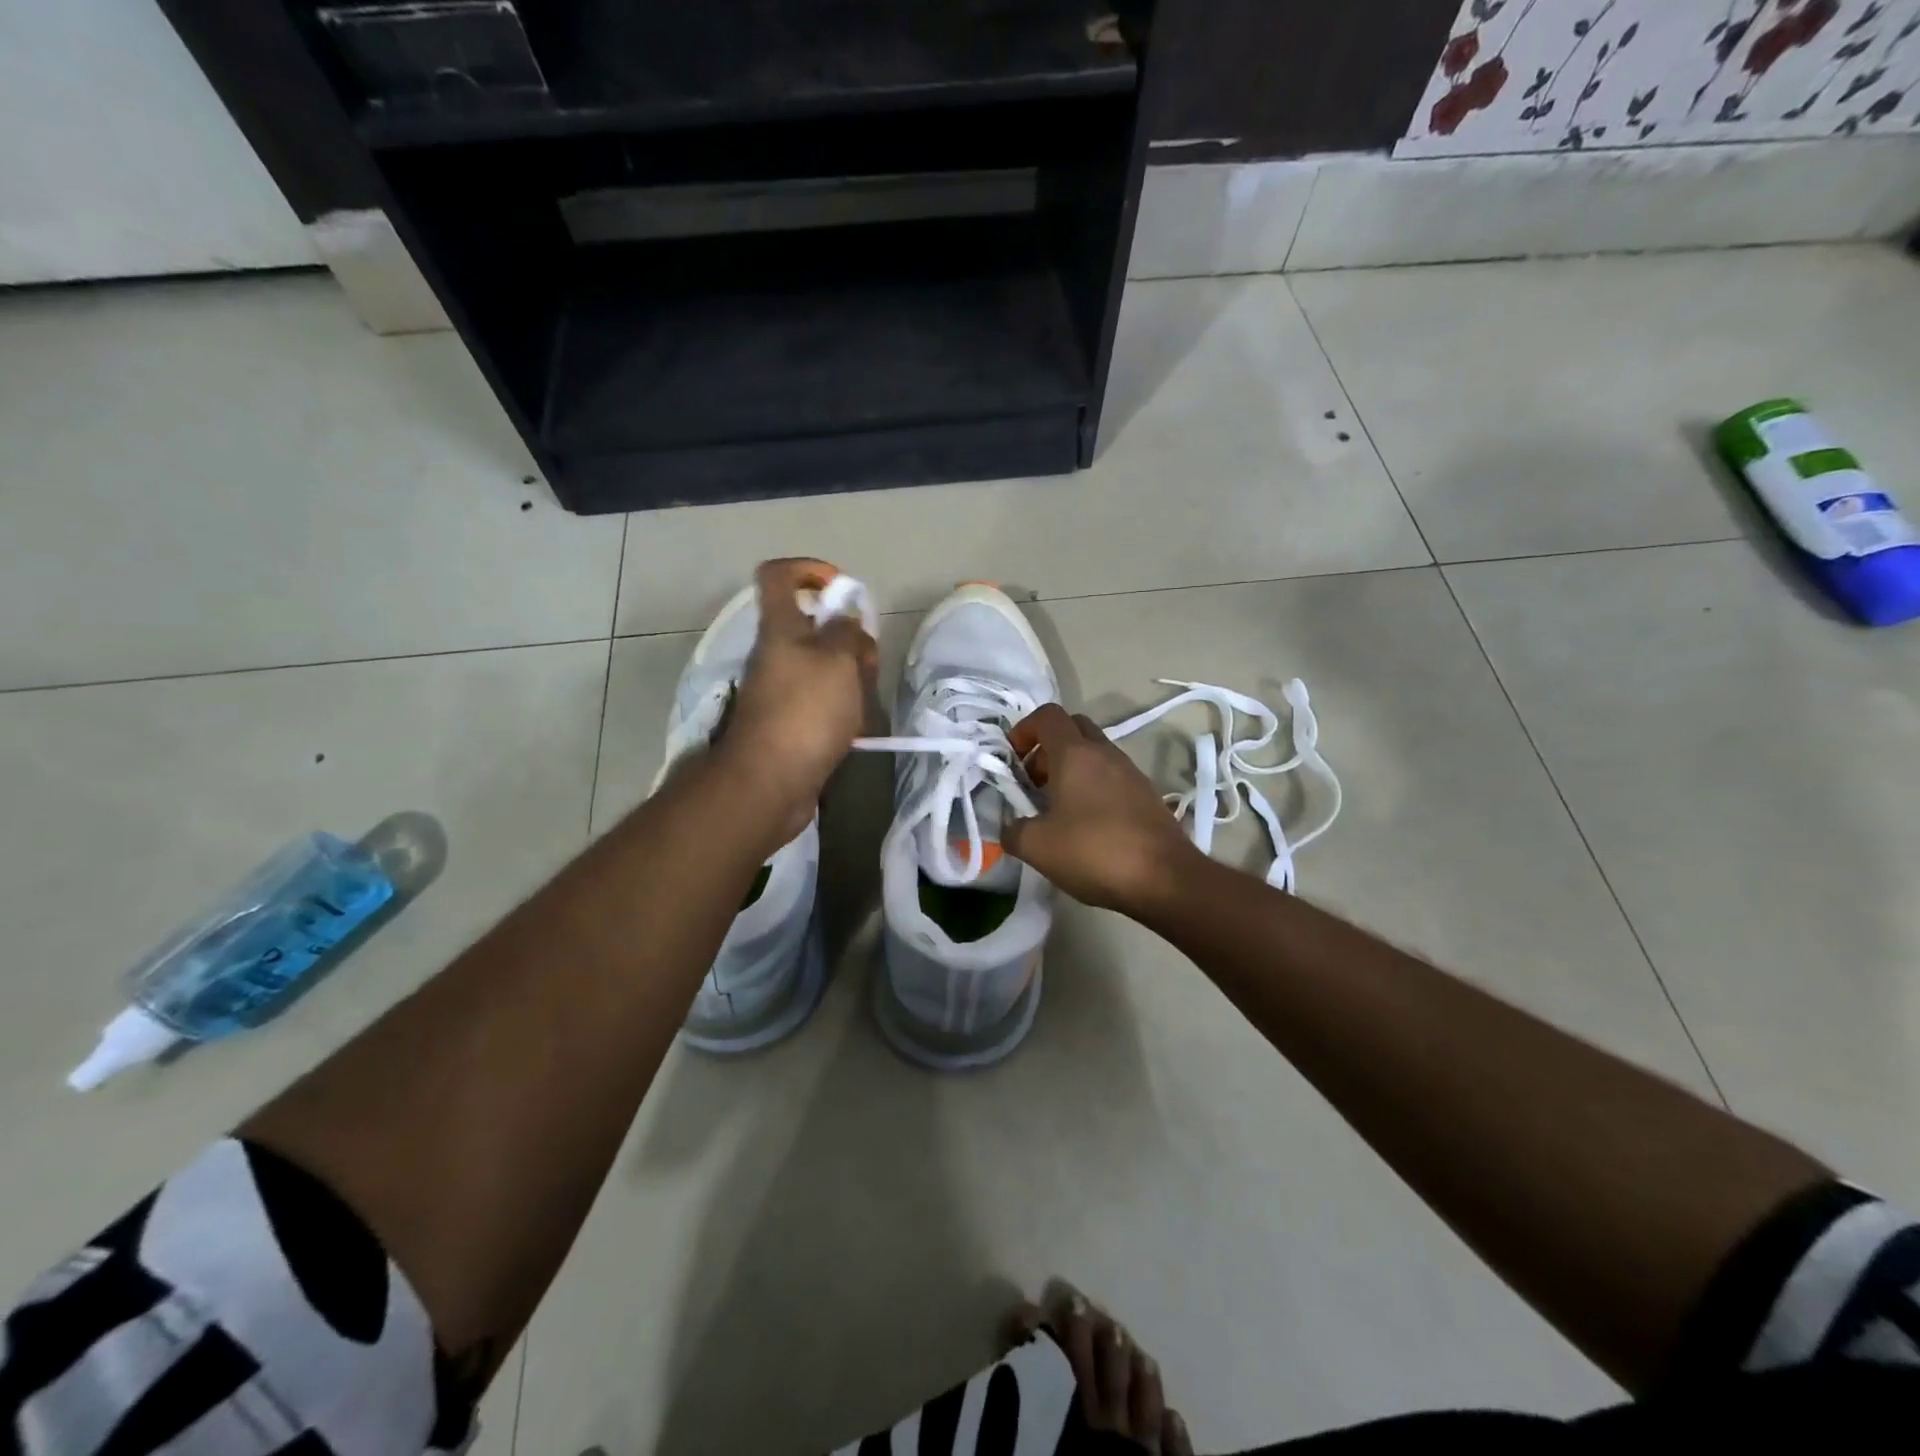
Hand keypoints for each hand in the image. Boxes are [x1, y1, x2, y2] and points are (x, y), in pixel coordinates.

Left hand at [713, 558, 877, 844]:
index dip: (810, 570)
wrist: (771, 781)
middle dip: (848, 637)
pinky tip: (857, 726)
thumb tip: (847, 624)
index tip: (842, 590)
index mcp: (779, 629)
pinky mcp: (789, 723)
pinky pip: (821, 701)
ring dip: (850, 676)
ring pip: (822, 667)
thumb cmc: (805, 711)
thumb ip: (847, 632)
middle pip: (812, 627)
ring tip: (866, 699)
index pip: (778, 576)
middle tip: (866, 661)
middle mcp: (775, 655)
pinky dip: (842, 707)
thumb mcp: (838, 660)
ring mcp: (780, 691)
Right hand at [1002, 704, 1204, 914]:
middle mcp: (1105, 754)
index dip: (1024, 729)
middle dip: (1047, 747)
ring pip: (1094, 754)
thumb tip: (1009, 828)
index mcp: (1075, 754)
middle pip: (1073, 728)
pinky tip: (1085, 825)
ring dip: (1071, 770)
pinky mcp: (1147, 795)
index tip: (1012, 758)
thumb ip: (1014, 831)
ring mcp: (1131, 773)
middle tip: (1033, 781)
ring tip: (1056, 808)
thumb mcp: (1038, 847)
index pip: (1048, 716)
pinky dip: (1092, 787)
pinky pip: (1112, 777)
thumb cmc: (1095, 852)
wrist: (1165, 879)